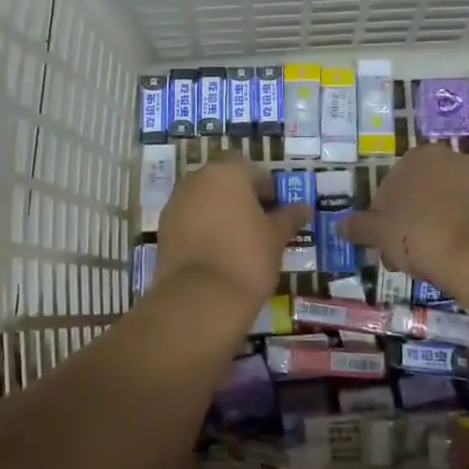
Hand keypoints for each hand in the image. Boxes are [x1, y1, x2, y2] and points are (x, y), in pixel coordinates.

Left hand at [154, 152, 308, 309]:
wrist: (200, 297)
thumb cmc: (247, 257)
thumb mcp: (276, 237)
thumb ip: (288, 217)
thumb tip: (304, 207)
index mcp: (227, 173)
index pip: (251, 170)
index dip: (265, 189)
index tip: (275, 212)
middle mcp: (196, 180)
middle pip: (223, 181)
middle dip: (239, 198)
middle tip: (258, 225)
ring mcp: (175, 204)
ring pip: (203, 200)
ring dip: (219, 212)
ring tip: (237, 241)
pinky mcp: (163, 229)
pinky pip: (188, 220)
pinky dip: (201, 229)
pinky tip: (216, 253)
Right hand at [339, 144, 468, 286]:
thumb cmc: (417, 233)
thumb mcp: (378, 232)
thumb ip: (359, 226)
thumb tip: (341, 225)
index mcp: (416, 156)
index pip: (389, 188)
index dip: (382, 219)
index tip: (384, 244)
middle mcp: (449, 159)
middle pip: (419, 196)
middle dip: (408, 223)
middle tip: (403, 257)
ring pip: (444, 207)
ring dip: (433, 229)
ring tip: (429, 262)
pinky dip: (459, 232)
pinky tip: (454, 257)